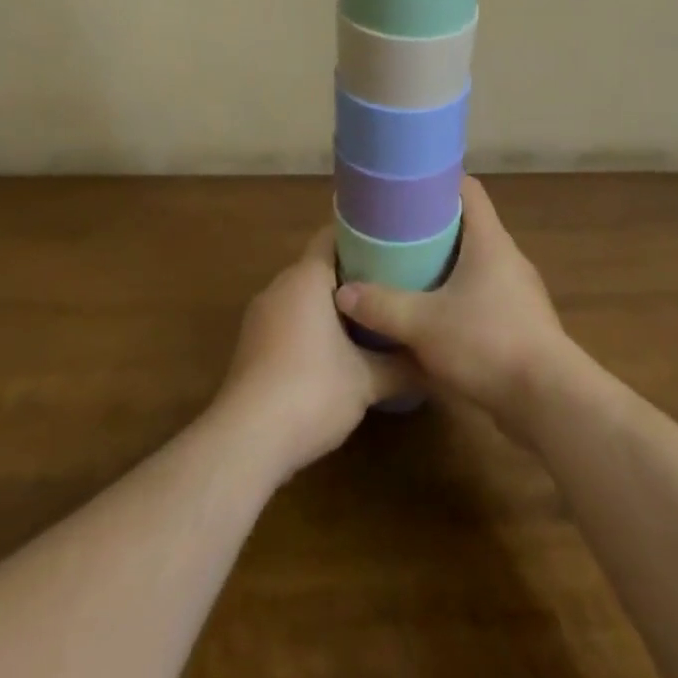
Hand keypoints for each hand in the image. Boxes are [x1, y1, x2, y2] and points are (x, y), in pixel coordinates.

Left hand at [215, 229, 412, 481]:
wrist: (246, 441)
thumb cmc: (311, 391)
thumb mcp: (367, 381)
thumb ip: (401, 365)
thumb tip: (432, 361)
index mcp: (306, 277)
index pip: (332, 236)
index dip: (362, 237)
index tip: (392, 246)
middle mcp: (279, 286)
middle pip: (318, 266)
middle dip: (351, 275)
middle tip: (388, 286)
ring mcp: (260, 316)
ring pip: (301, 296)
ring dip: (330, 305)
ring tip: (368, 318)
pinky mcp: (250, 346)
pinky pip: (287, 320)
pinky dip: (310, 327)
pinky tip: (333, 353)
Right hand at [334, 176, 571, 439]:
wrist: (550, 401)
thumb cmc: (487, 343)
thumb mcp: (424, 324)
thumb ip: (382, 306)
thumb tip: (343, 293)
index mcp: (489, 240)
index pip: (468, 189)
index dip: (438, 181)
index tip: (406, 188)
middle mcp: (507, 257)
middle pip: (469, 225)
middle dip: (433, 226)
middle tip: (394, 232)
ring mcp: (518, 291)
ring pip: (476, 263)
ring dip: (446, 265)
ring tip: (408, 271)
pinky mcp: (521, 323)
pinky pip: (484, 295)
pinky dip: (459, 296)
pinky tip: (434, 316)